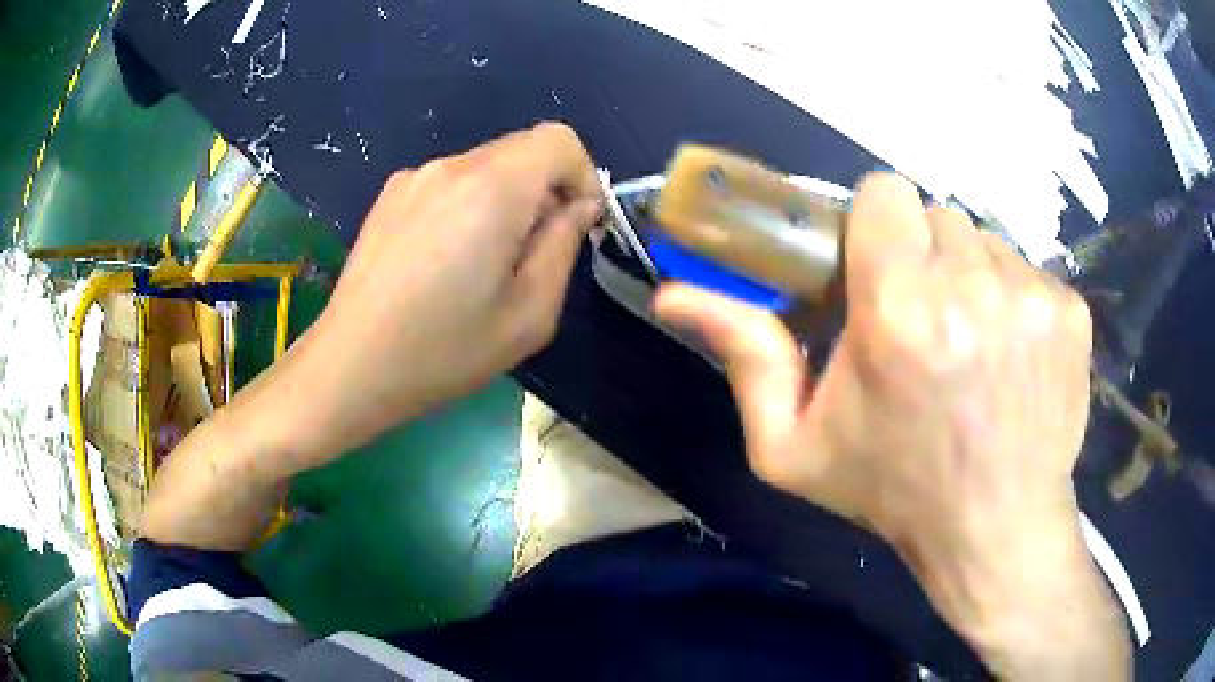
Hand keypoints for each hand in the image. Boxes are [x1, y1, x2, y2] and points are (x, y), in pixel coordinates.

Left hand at [283, 122, 601, 460]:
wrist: (350, 365)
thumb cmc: (444, 351)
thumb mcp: (529, 315)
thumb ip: (563, 246)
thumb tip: (579, 207)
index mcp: (492, 188)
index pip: (558, 139)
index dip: (582, 175)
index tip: (576, 225)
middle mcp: (451, 166)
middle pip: (522, 150)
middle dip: (545, 192)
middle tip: (532, 255)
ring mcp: (414, 177)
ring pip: (486, 168)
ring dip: (505, 202)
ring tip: (483, 265)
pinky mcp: (390, 196)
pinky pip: (450, 184)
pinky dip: (468, 207)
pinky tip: (444, 262)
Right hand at [656, 173, 1128, 677]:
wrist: (995, 529)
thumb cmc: (893, 490)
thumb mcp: (793, 444)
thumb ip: (743, 356)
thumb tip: (673, 295)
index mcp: (898, 310)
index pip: (885, 192)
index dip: (878, 224)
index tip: (877, 268)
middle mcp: (971, 287)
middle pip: (937, 214)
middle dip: (923, 256)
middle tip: (923, 320)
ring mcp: (1031, 295)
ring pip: (985, 240)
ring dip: (970, 277)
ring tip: (969, 343)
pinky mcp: (1071, 311)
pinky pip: (1029, 269)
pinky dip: (1014, 299)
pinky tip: (1010, 354)